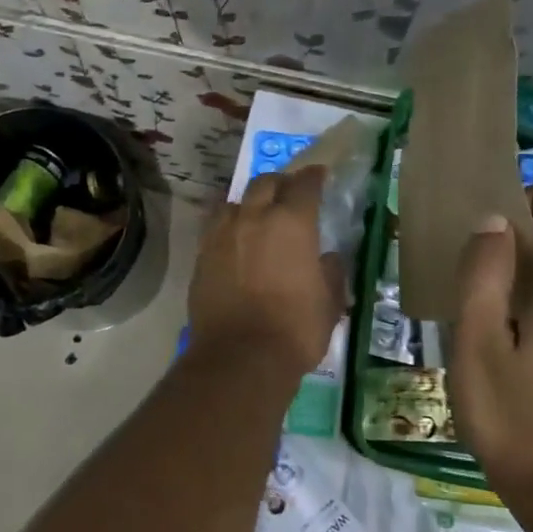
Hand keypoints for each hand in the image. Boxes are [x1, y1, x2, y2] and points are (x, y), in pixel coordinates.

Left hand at [188, 166, 343, 376]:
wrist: (240, 356)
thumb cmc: (295, 329)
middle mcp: (254, 218)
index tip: (320, 175)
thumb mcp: (329, 303)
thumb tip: (327, 258)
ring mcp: (222, 235)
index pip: (305, 185)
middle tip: (289, 193)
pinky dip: (228, 226)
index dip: (314, 176)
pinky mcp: (201, 255)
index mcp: (292, 223)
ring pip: (234, 201)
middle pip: (265, 183)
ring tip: (256, 215)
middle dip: (280, 183)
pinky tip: (234, 240)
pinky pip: (215, 227)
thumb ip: (331, 272)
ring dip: (249, 202)